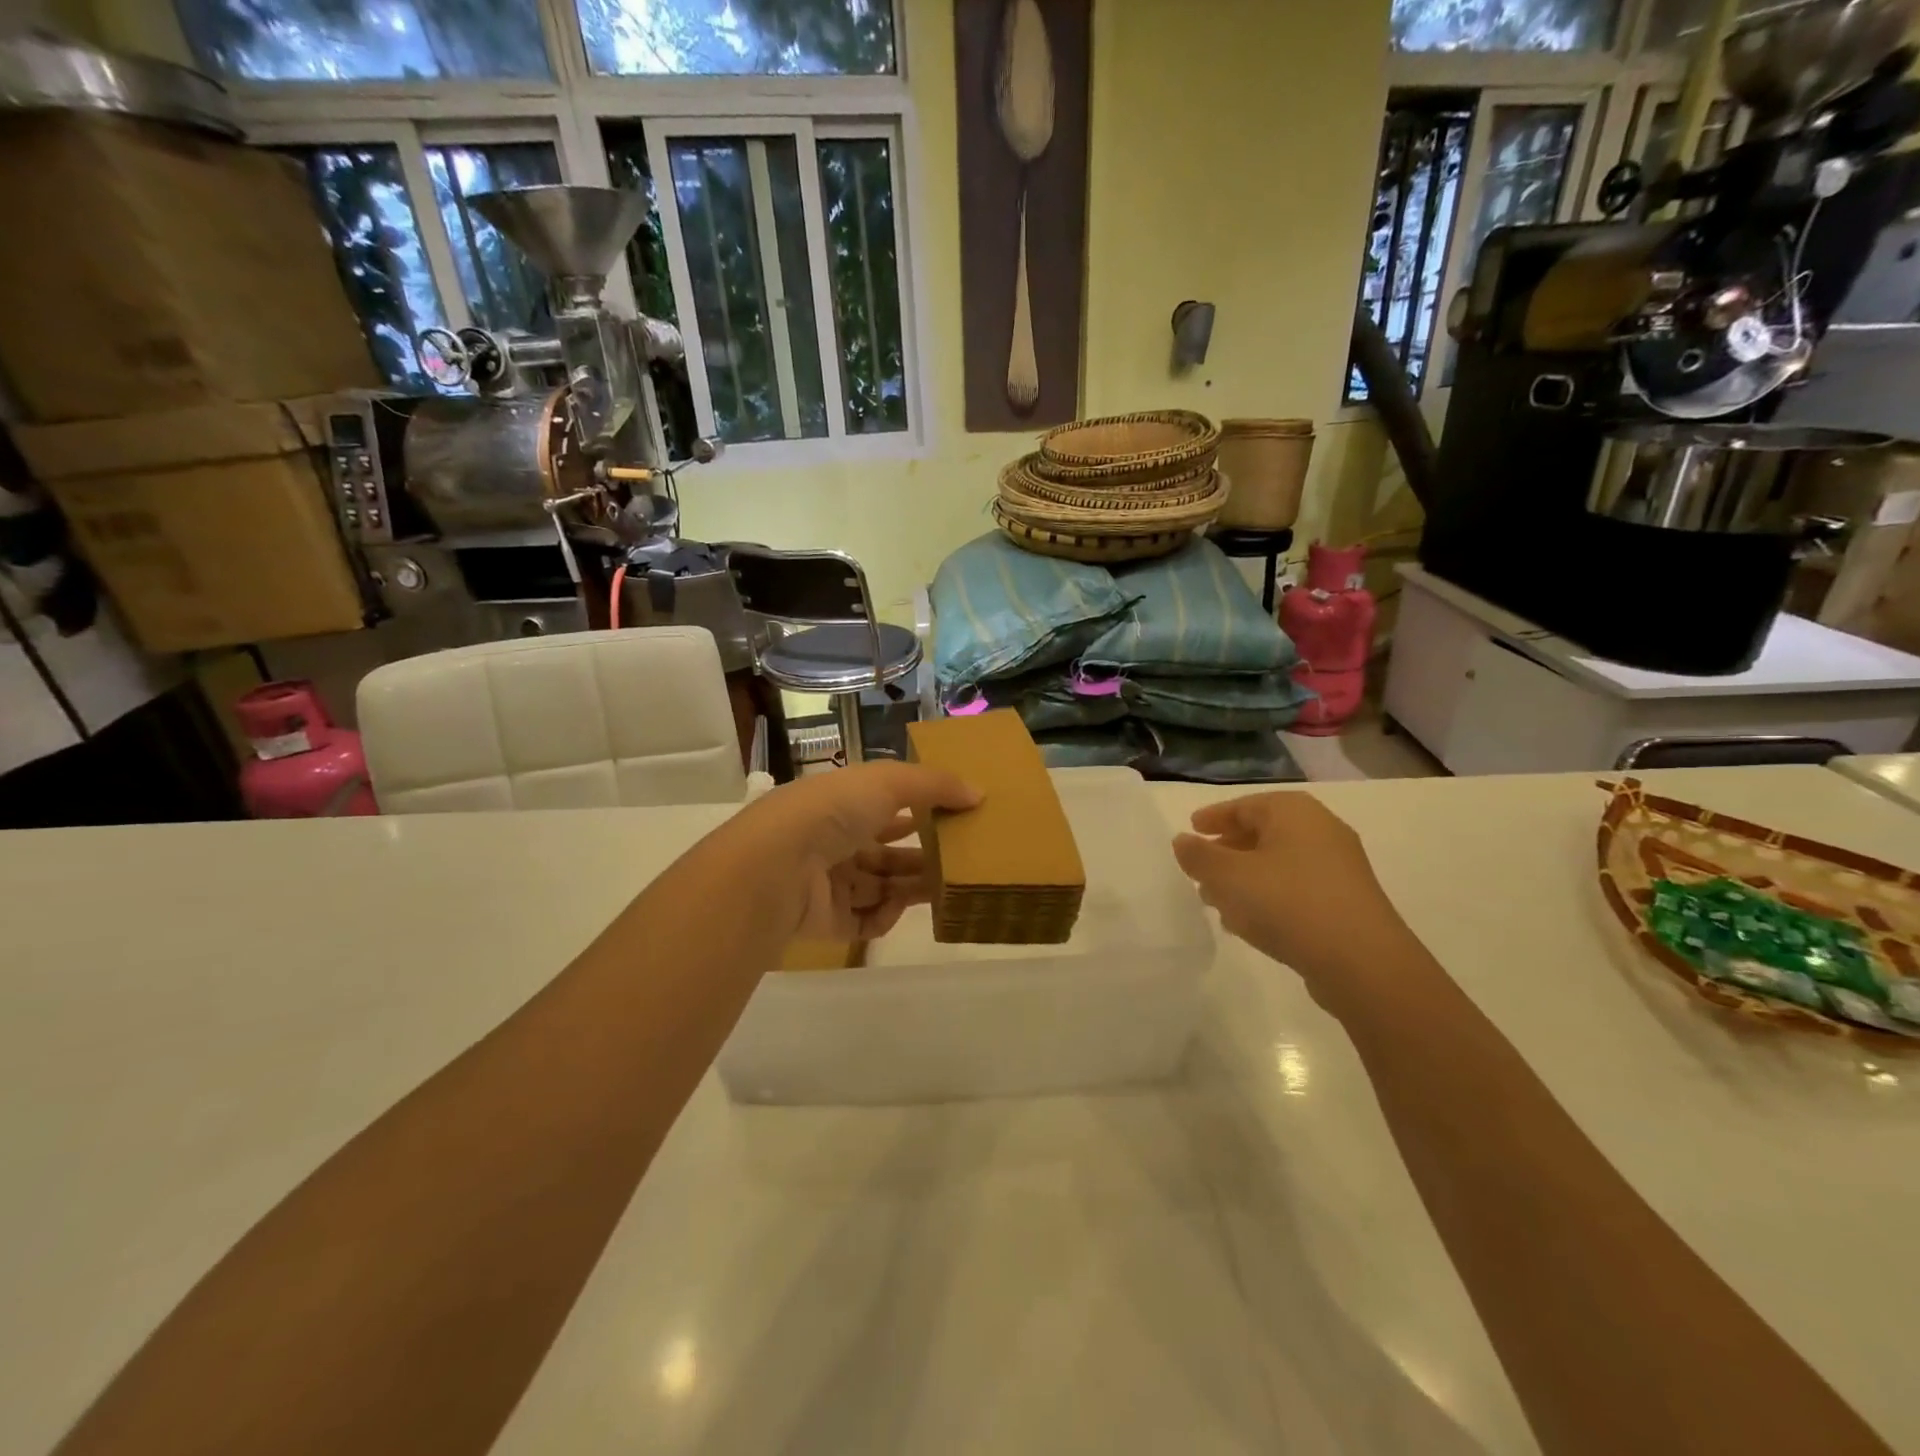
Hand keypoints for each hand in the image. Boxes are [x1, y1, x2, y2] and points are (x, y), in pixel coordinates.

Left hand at [736, 762, 980, 941]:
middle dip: (922, 857)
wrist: (776, 867)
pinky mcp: (826, 922)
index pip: (885, 808)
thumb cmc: (832, 812)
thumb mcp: (888, 782)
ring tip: (948, 888)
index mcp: (842, 805)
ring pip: (880, 888)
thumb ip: (935, 785)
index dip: (918, 811)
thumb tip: (978, 793)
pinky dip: (886, 916)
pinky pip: (865, 922)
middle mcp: (834, 843)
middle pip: (887, 853)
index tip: (955, 818)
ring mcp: (828, 884)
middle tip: (961, 861)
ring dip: (912, 888)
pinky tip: (900, 906)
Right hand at [1172, 792, 1409, 989]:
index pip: (1245, 805)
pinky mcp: (1345, 902)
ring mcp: (1338, 868)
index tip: (1191, 830)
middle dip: (1227, 851)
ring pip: (1277, 864)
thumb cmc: (1288, 903)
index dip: (1214, 817)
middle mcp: (1320, 831)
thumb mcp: (1229, 876)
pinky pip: (1295, 889)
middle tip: (1200, 869)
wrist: (1362, 962)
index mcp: (1293, 812)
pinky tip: (1248, 922)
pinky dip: (1268, 897)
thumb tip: (1183, 841)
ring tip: (1216, 900)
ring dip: (1244, 878)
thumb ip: (1199, 856)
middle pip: (1263, 833)